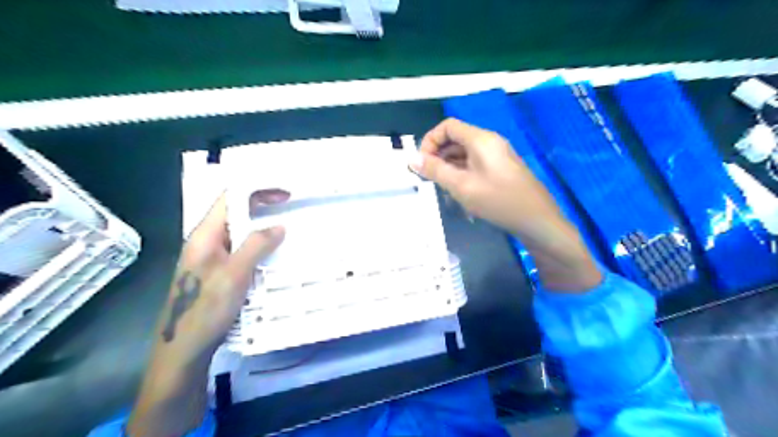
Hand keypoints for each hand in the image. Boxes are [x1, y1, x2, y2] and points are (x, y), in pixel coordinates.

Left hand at [160, 194, 285, 361]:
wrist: (184, 349)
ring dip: (263, 230)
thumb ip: (256, 245)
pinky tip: (274, 256)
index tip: (285, 196)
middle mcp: (207, 242)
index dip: (257, 191)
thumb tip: (279, 226)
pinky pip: (241, 251)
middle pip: (236, 214)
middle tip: (292, 212)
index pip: (230, 198)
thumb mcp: (235, 274)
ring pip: (240, 234)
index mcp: (205, 235)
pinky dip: (259, 248)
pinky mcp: (219, 273)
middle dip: (264, 209)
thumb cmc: (206, 309)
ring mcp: (212, 258)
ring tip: (289, 232)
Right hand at [413, 117, 599, 291]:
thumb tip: (412, 158)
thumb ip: (435, 170)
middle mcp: (489, 142)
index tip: (421, 163)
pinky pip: (475, 164)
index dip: (430, 140)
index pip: (447, 126)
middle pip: (456, 138)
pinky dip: (461, 172)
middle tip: (428, 177)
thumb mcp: (461, 186)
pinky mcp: (501, 169)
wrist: (537, 221)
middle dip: (438, 155)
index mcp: (481, 139)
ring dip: (448, 165)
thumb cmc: (498, 201)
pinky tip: (458, 191)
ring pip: (464, 153)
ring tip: (441, 186)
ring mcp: (497, 156)